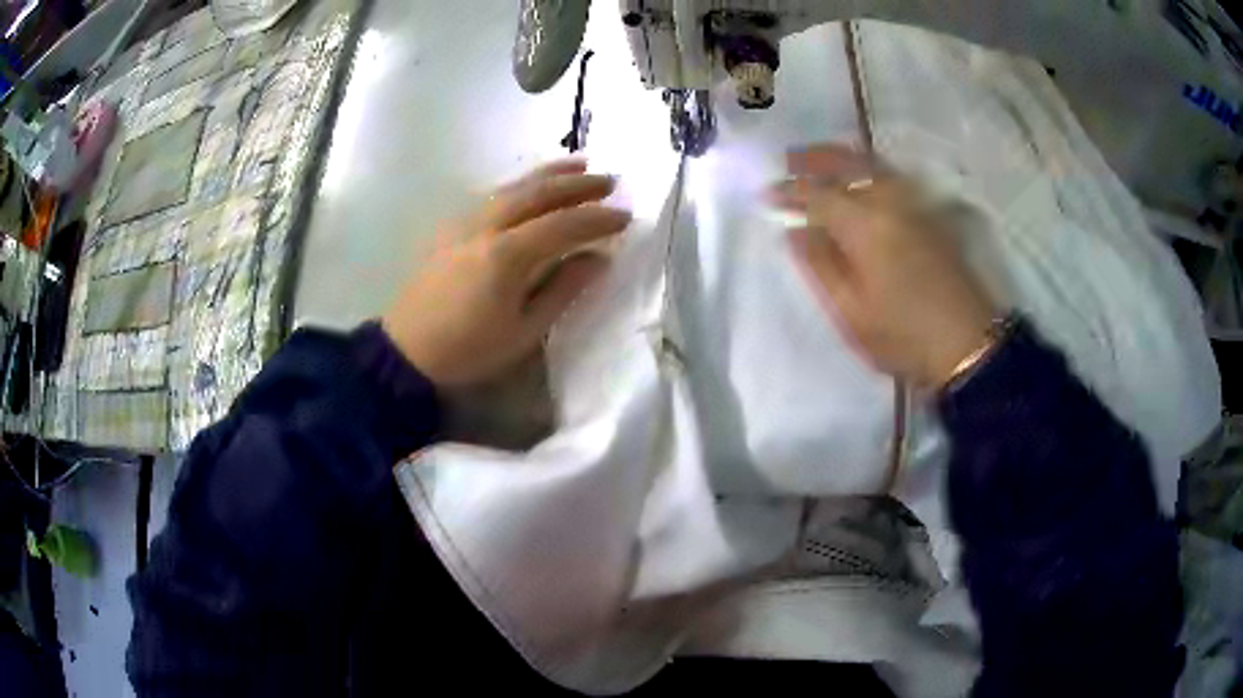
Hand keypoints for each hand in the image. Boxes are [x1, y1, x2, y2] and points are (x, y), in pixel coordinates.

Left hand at [382, 159, 630, 386]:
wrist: (406, 351)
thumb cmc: (468, 350)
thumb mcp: (524, 331)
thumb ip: (563, 289)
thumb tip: (598, 259)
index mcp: (506, 255)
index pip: (563, 225)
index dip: (598, 219)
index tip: (626, 216)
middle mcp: (486, 227)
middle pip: (538, 194)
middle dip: (577, 185)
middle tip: (610, 181)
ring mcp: (464, 222)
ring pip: (512, 186)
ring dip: (548, 174)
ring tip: (579, 165)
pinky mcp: (450, 227)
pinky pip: (492, 195)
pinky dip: (520, 184)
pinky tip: (530, 186)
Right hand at [772, 144, 997, 388]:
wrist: (968, 343)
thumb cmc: (904, 335)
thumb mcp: (851, 311)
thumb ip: (819, 265)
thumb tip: (795, 230)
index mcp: (864, 225)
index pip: (817, 194)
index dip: (789, 191)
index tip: (766, 194)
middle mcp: (890, 202)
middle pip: (848, 163)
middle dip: (815, 158)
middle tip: (789, 159)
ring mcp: (915, 205)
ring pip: (874, 166)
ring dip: (843, 158)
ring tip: (821, 162)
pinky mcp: (932, 215)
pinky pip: (893, 177)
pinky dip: (869, 169)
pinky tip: (862, 180)